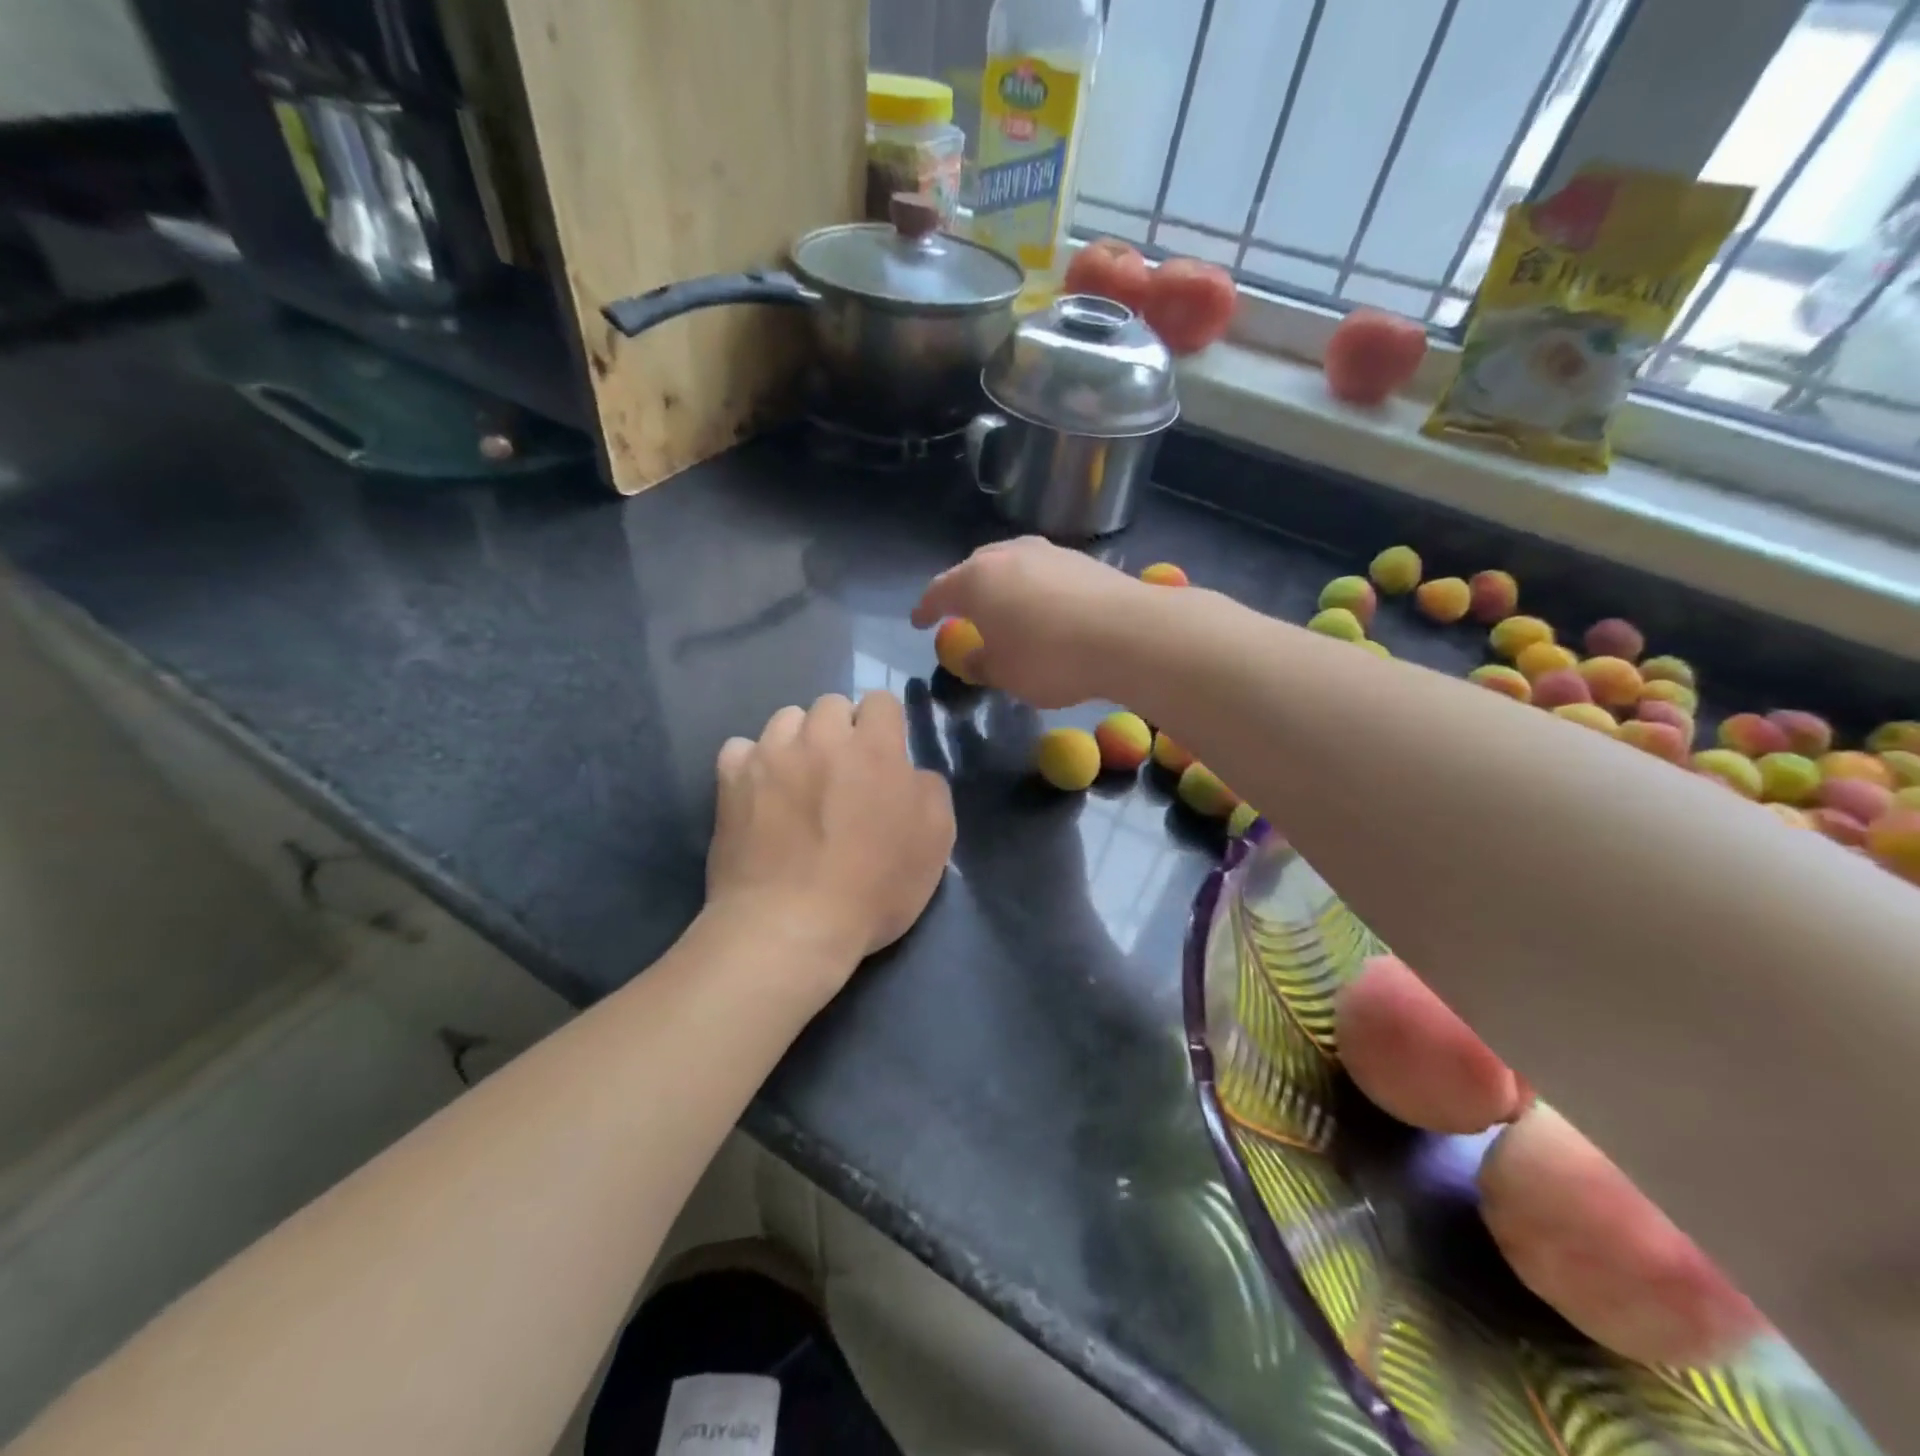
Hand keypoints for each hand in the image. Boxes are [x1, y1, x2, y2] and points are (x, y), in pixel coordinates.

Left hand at [707, 692, 954, 986]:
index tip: (884, 757)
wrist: (790, 927)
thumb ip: (930, 790)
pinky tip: (760, 791)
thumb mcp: (935, 843)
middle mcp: (820, 738)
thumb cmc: (873, 889)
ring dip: (799, 739)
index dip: (886, 725)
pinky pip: (741, 748)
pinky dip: (753, 763)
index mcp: (873, 748)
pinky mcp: (731, 780)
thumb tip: (911, 771)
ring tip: (799, 778)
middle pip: (832, 704)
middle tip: (843, 772)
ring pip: (786, 719)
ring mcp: (770, 755)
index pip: (881, 701)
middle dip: (842, 729)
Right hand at [910, 538, 1146, 707]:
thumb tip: (974, 657)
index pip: (939, 591)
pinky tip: (1044, 609)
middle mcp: (1008, 555)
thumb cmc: (1050, 658)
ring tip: (1004, 609)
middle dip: (964, 590)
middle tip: (962, 612)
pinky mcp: (1081, 559)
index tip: (919, 621)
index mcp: (976, 581)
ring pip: (1012, 565)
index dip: (925, 609)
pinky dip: (1034, 588)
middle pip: (975, 569)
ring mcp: (1047, 552)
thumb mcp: (1005, 674)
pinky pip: (1043, 572)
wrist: (1128, 634)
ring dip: (1002, 586)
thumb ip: (981, 663)